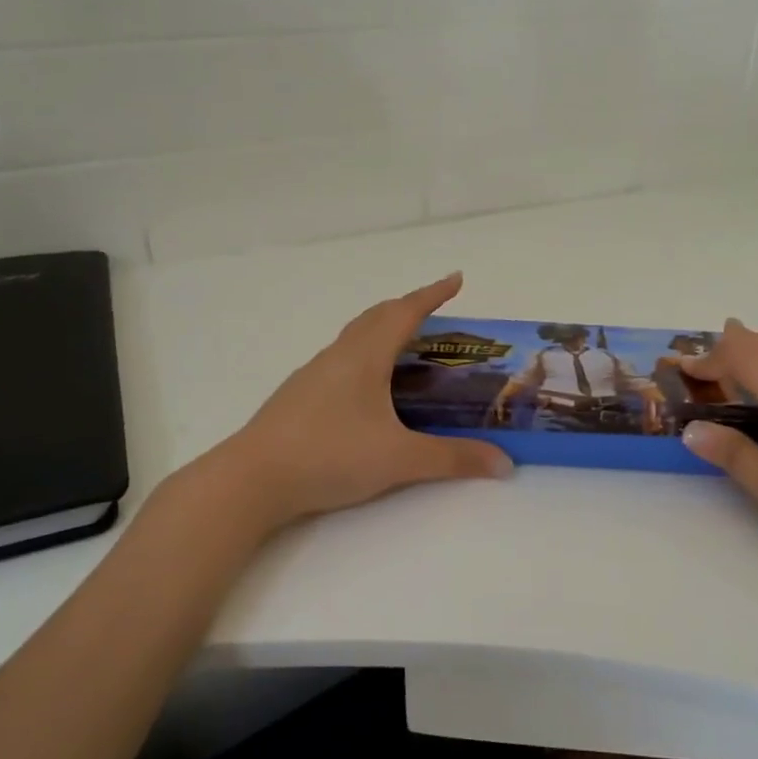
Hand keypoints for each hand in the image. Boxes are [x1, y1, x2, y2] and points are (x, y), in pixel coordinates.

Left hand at [217, 273, 512, 524]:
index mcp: (365, 356)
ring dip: (383, 330)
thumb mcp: (399, 459)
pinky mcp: (299, 396)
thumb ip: (453, 459)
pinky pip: (340, 360)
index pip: (405, 312)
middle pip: (376, 316)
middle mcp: (338, 355)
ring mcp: (313, 374)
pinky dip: (364, 356)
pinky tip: (368, 387)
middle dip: (408, 307)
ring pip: (354, 337)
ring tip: (406, 348)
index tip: (456, 279)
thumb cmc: (329, 456)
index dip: (433, 294)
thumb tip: (504, 463)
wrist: (252, 479)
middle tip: (436, 314)